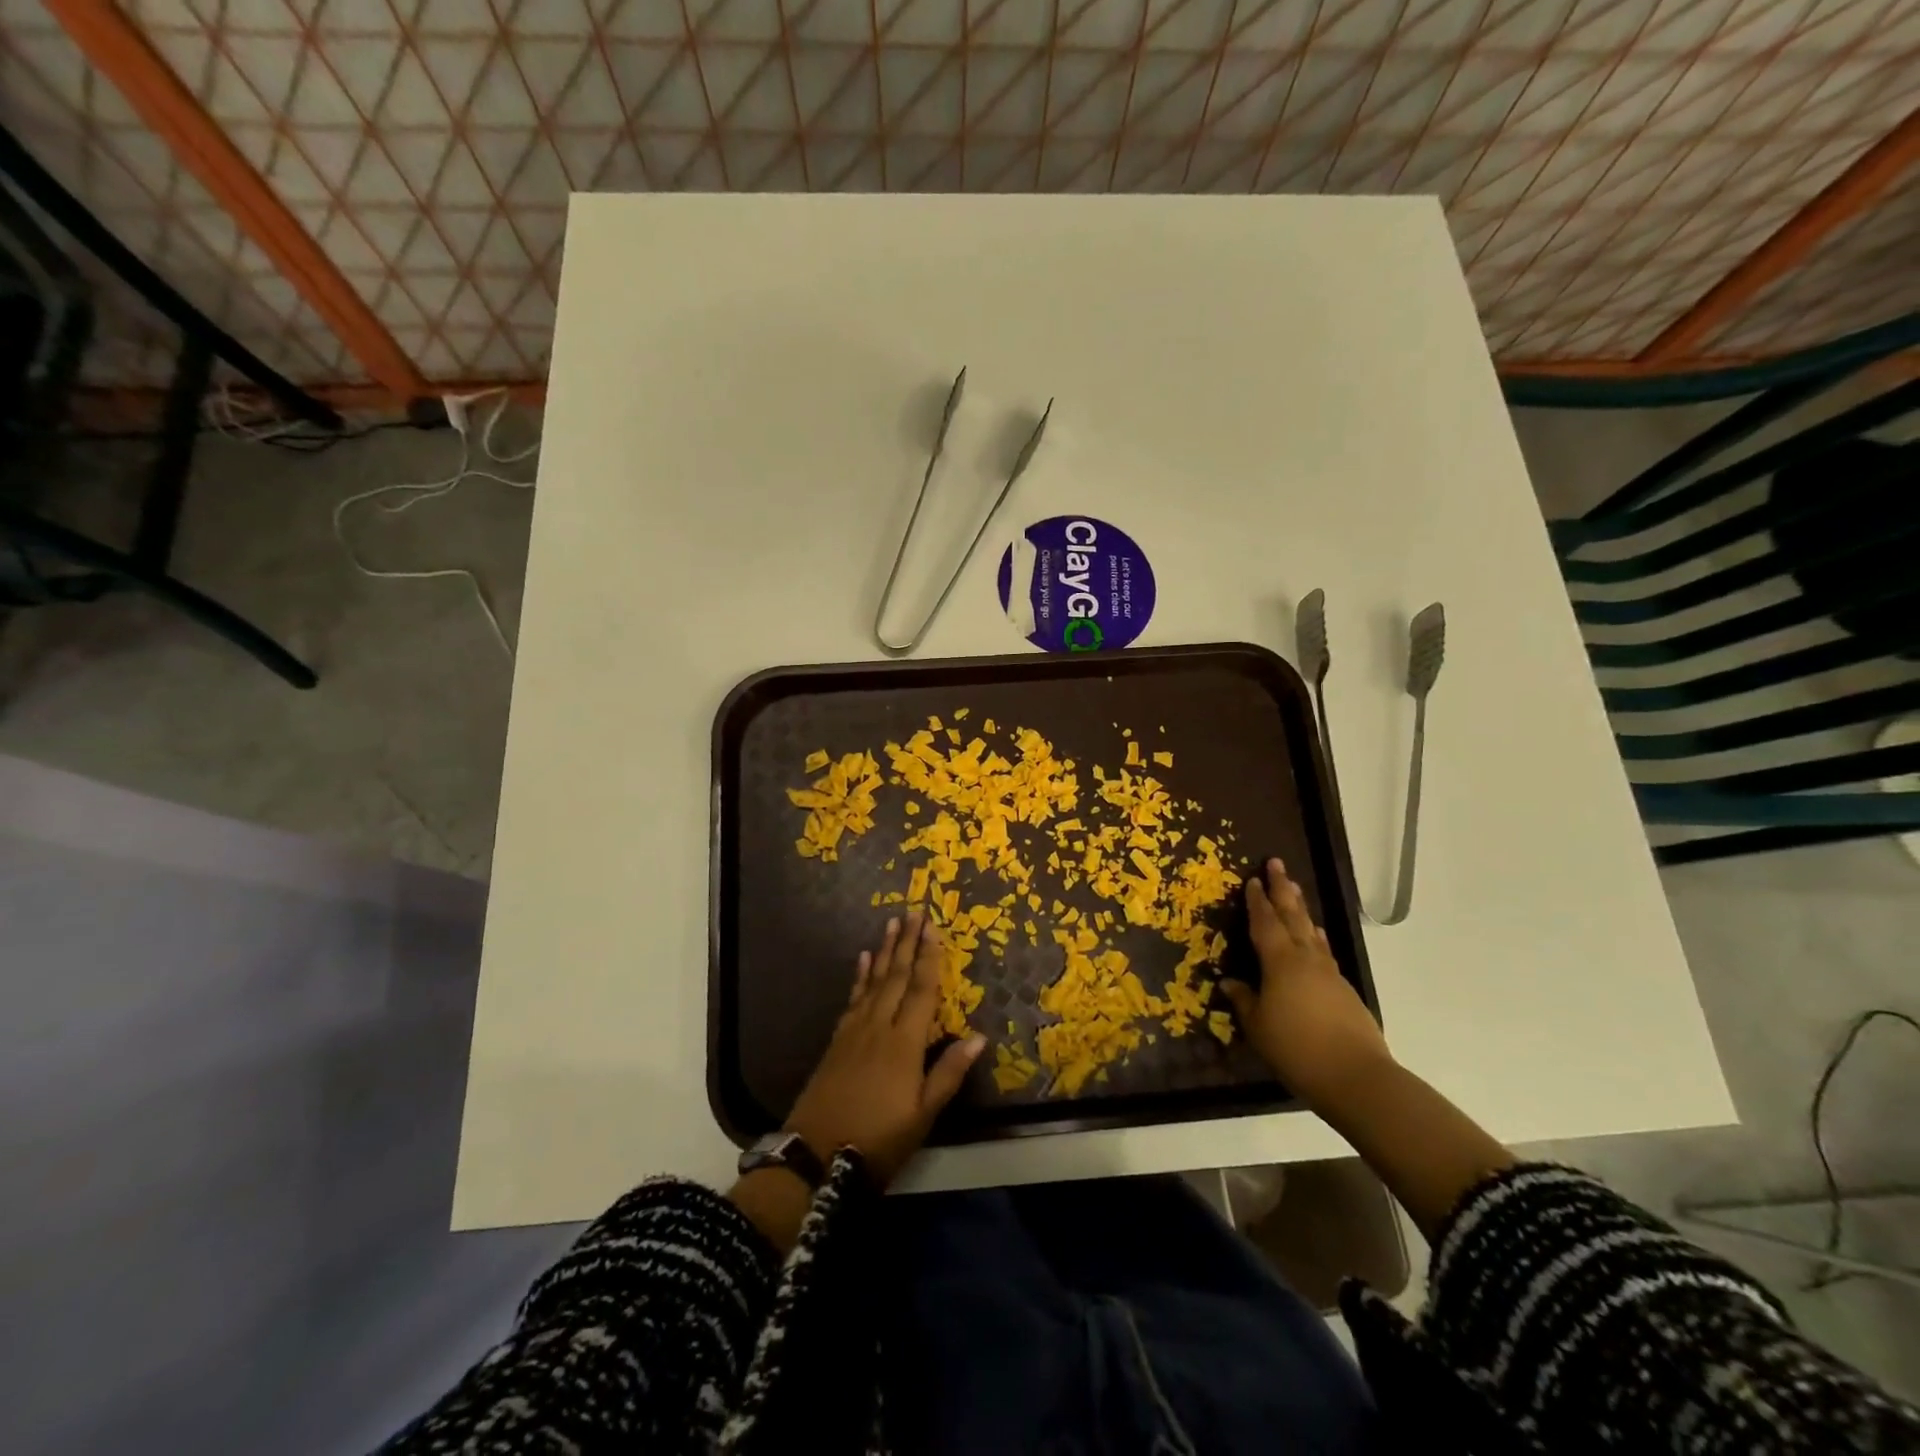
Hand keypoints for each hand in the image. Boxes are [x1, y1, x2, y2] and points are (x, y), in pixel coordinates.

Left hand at [785, 910, 985, 1185]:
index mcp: (904, 1043)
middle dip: (907, 943)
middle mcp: (879, 1027)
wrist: (815, 1155)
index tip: (934, 928)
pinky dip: (860, 976)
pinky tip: (864, 960)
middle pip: (897, 977)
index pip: (922, 991)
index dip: (930, 958)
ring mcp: (854, 1031)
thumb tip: (979, 1036)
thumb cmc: (878, 1139)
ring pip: (874, 982)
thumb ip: (949, 1073)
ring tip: (892, 924)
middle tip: (914, 912)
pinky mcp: (837, 1040)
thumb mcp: (922, 1115)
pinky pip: (853, 998)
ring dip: (885, 951)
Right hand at [1221, 858, 1392, 1107]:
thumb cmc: (1296, 1048)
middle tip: (1277, 864)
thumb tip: (1230, 982)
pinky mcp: (1343, 989)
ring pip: (1311, 930)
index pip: (1265, 922)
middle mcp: (1306, 958)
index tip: (1251, 879)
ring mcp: (1328, 972)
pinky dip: (1316, 936)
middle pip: (1293, 916)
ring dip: (1301, 909)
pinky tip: (1316, 937)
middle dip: (1283, 889)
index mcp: (1280, 961)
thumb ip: (1244, 1000)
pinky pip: (1324, 951)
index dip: (1256, 901)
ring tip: (1295, 892)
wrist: (1356, 1076)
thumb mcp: (1259, 1026)